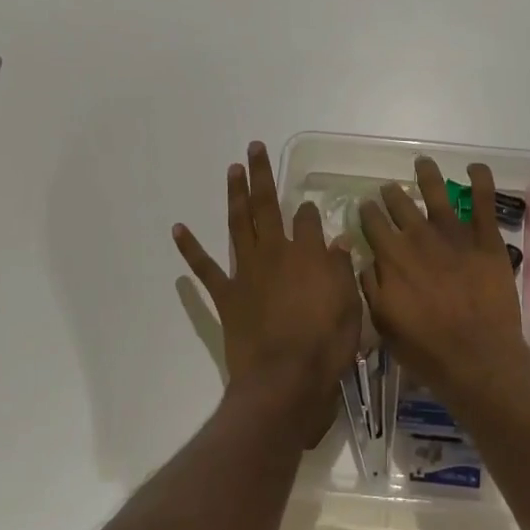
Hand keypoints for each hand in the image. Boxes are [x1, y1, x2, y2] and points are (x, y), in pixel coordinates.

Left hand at [174, 142, 361, 442]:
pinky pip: (205, 269)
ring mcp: (247, 272)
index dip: (309, 212)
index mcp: (308, 254)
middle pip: (267, 206)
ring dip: (234, 195)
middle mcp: (275, 253)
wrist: (284, 381)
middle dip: (262, 175)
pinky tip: (179, 228)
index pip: (307, 220)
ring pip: (239, 224)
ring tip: (232, 169)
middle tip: (255, 148)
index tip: (310, 208)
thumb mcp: (349, 306)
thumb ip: (342, 270)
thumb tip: (338, 240)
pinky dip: (190, 248)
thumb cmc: (325, 346)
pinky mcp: (226, 295)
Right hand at [358, 158, 529, 404]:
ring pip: (437, 193)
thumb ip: (372, 288)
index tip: (365, 206)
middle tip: (388, 189)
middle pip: (400, 205)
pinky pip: (484, 202)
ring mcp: (455, 235)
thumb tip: (365, 261)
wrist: (477, 357)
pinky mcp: (486, 240)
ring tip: (422, 163)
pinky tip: (474, 167)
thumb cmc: (426, 349)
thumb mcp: (384, 323)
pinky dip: (480, 180)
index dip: (367, 212)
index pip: (373, 224)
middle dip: (391, 194)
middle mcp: (420, 237)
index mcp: (392, 257)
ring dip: (427, 175)